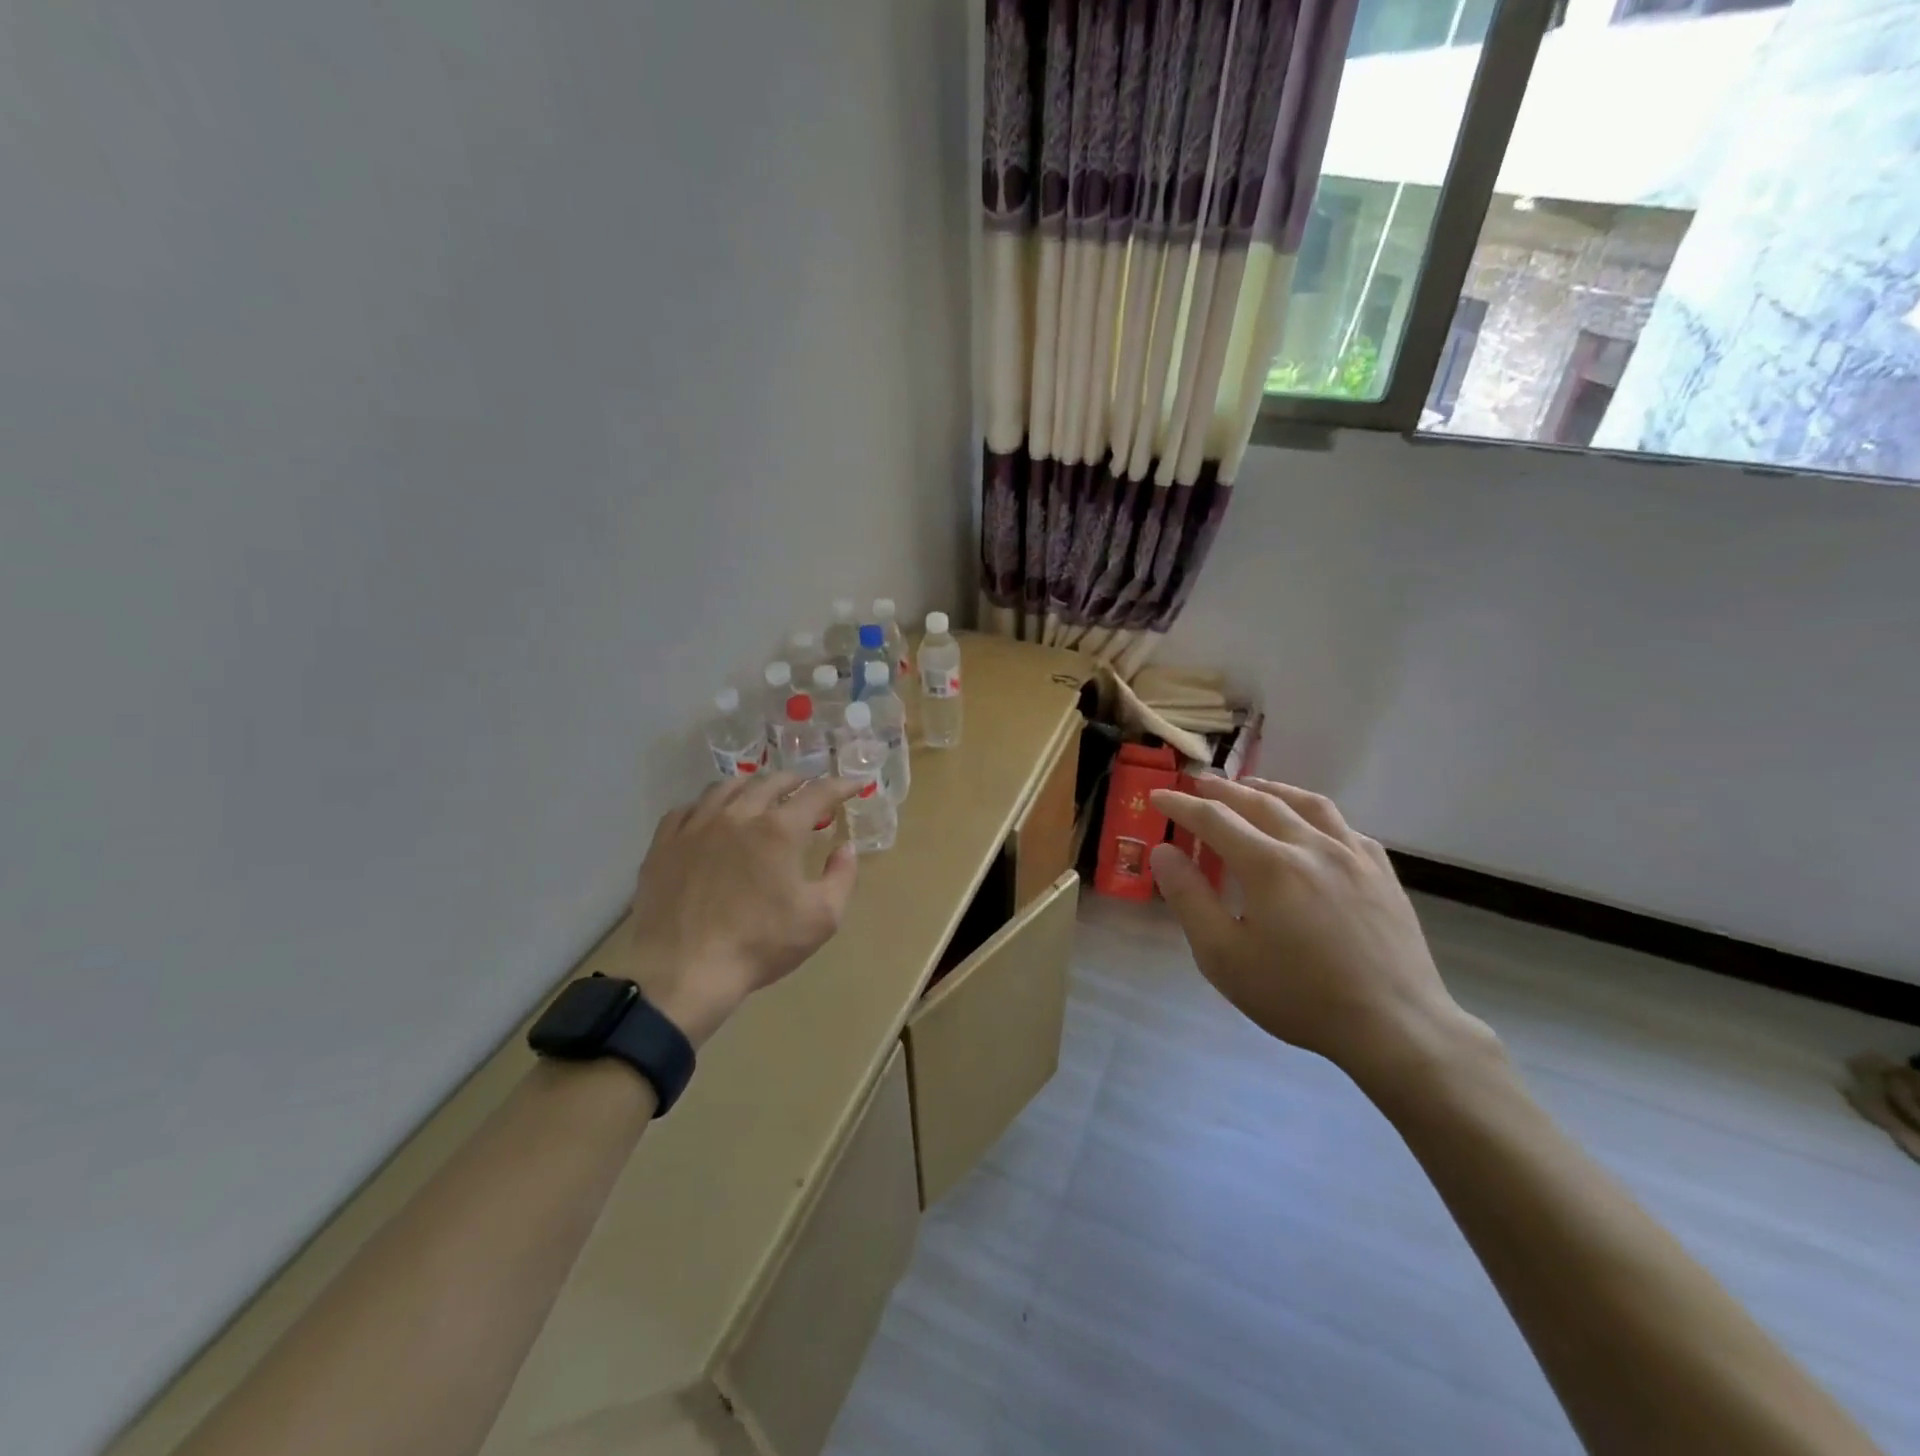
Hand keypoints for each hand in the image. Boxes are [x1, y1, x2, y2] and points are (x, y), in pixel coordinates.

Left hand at [624, 771, 861, 1046]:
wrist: (683, 972)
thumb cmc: (759, 945)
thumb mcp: (821, 918)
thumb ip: (841, 877)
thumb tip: (846, 848)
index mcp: (779, 830)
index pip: (818, 794)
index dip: (841, 786)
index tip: (855, 784)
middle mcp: (738, 815)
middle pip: (771, 782)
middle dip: (796, 781)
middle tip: (808, 787)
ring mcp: (696, 826)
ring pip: (726, 788)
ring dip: (751, 786)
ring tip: (760, 793)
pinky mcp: (664, 844)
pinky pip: (686, 809)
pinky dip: (707, 806)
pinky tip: (709, 817)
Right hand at [1148, 777, 1493, 1093]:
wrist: (1395, 1026)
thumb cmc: (1299, 996)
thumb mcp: (1224, 957)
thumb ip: (1189, 899)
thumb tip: (1163, 851)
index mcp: (1269, 865)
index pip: (1214, 818)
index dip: (1182, 804)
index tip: (1158, 795)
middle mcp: (1311, 845)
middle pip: (1259, 801)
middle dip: (1222, 790)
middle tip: (1198, 784)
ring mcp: (1353, 854)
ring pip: (1307, 803)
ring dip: (1271, 789)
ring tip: (1251, 788)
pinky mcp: (1382, 871)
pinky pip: (1343, 825)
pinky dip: (1314, 814)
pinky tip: (1310, 827)